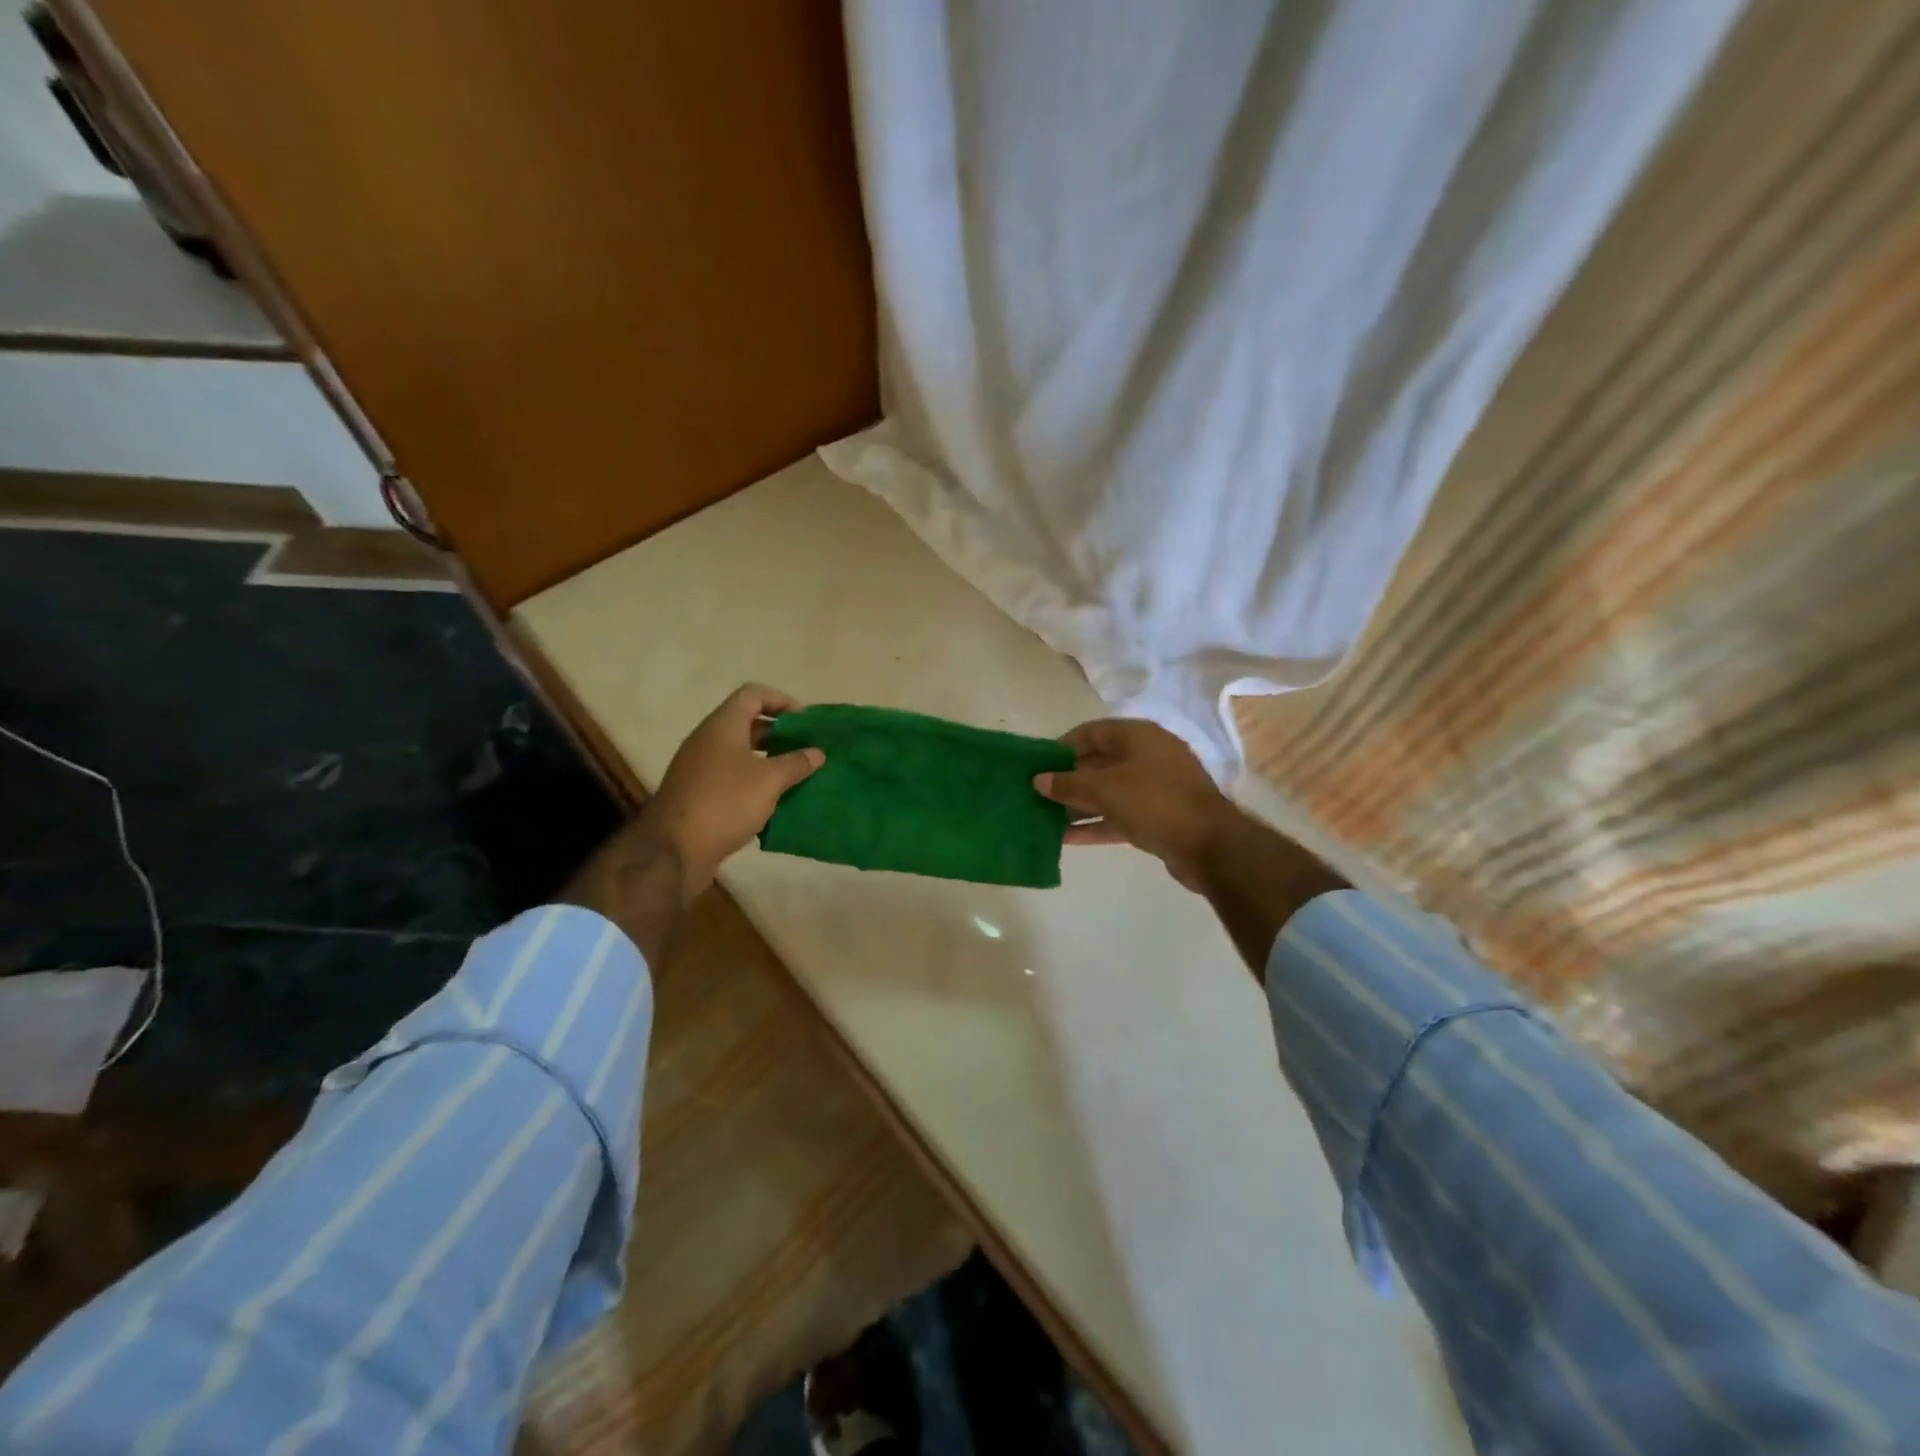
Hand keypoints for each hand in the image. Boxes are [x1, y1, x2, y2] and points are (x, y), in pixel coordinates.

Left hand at [643, 683, 823, 896]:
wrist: (674, 850)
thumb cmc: (725, 803)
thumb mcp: (769, 781)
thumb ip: (796, 763)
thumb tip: (817, 752)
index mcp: (723, 726)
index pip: (753, 694)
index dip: (782, 701)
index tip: (807, 722)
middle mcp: (708, 740)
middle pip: (748, 723)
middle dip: (780, 733)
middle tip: (807, 748)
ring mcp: (700, 767)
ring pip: (741, 752)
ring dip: (769, 760)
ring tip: (796, 775)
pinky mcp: (698, 793)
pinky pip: (732, 776)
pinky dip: (754, 781)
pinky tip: (774, 800)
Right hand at [1033, 719, 1236, 888]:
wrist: (1210, 845)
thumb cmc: (1154, 802)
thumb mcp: (1104, 789)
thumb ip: (1067, 784)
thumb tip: (1038, 780)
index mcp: (1138, 736)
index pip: (1091, 732)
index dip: (1062, 746)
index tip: (1038, 764)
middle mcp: (1148, 756)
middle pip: (1099, 762)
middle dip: (1068, 779)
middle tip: (1038, 794)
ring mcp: (1156, 787)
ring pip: (1108, 792)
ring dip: (1079, 804)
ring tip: (1046, 817)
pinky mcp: (1159, 817)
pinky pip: (1120, 815)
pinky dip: (1096, 823)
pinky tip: (1068, 838)